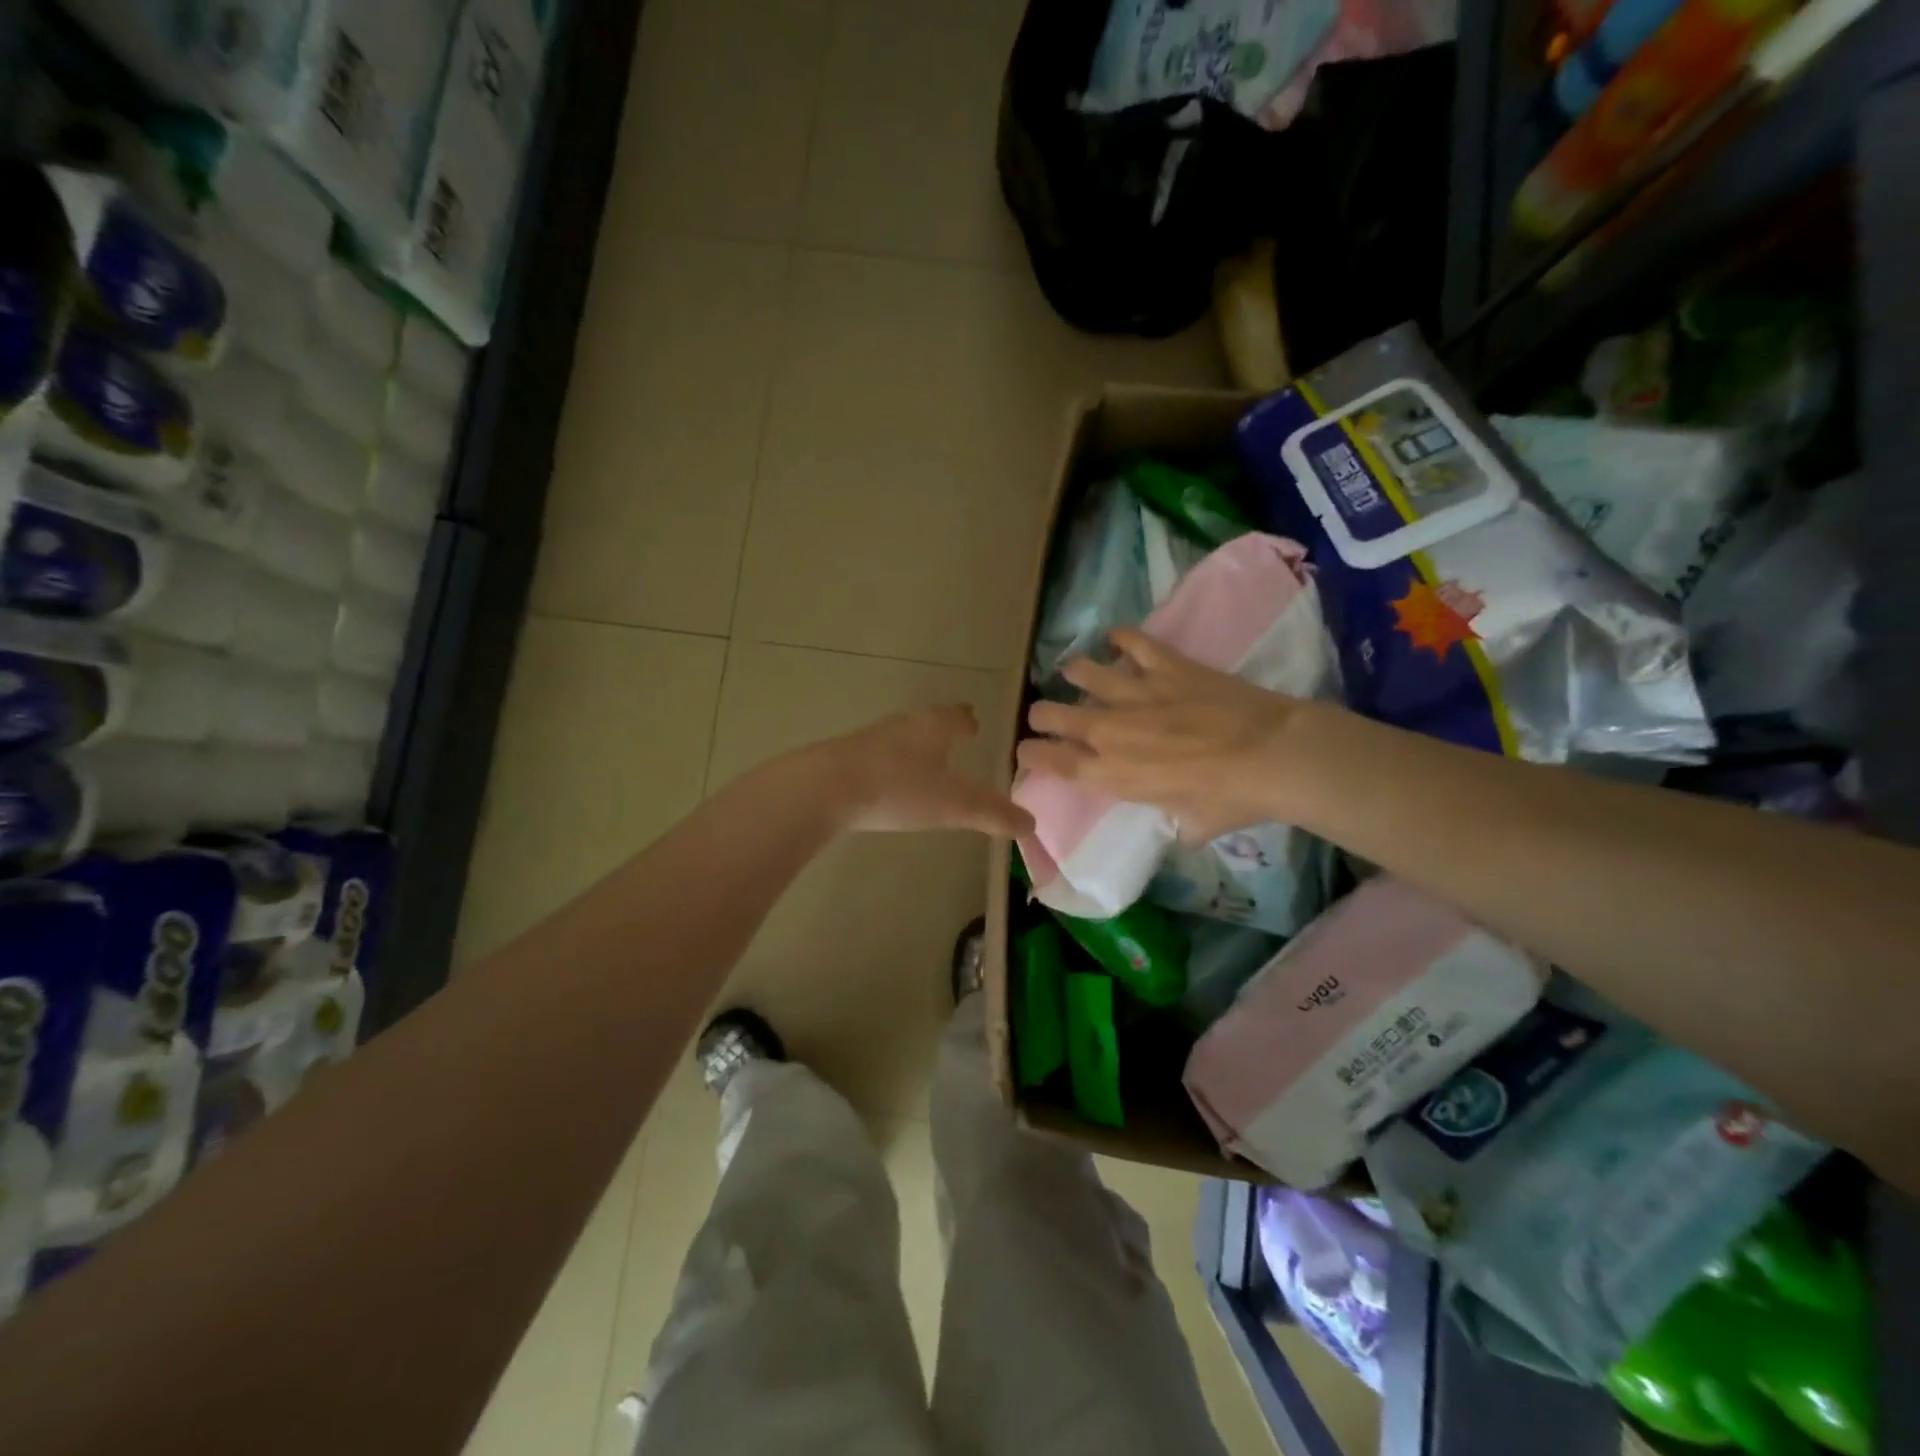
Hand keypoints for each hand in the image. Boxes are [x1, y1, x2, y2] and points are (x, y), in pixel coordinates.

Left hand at [814, 704, 1032, 836]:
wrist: (826, 788)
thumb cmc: (899, 789)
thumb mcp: (953, 806)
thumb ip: (992, 814)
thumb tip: (1031, 824)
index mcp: (933, 727)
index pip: (956, 716)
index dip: (967, 720)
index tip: (974, 723)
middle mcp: (903, 725)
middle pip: (927, 721)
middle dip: (941, 730)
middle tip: (953, 740)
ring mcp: (871, 738)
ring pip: (900, 736)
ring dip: (913, 745)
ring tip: (923, 761)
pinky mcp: (845, 757)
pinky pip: (877, 754)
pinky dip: (889, 763)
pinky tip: (886, 781)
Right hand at [1017, 628, 1319, 841]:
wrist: (1272, 755)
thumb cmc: (1231, 799)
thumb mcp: (1194, 824)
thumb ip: (1178, 824)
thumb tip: (1184, 827)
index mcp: (1112, 774)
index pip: (1053, 762)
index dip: (1032, 755)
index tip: (1026, 750)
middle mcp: (1111, 731)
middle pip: (1055, 714)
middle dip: (1042, 714)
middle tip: (1045, 713)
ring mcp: (1136, 693)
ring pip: (1084, 673)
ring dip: (1075, 673)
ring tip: (1075, 673)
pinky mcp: (1166, 665)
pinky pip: (1132, 642)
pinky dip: (1120, 638)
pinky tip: (1114, 637)